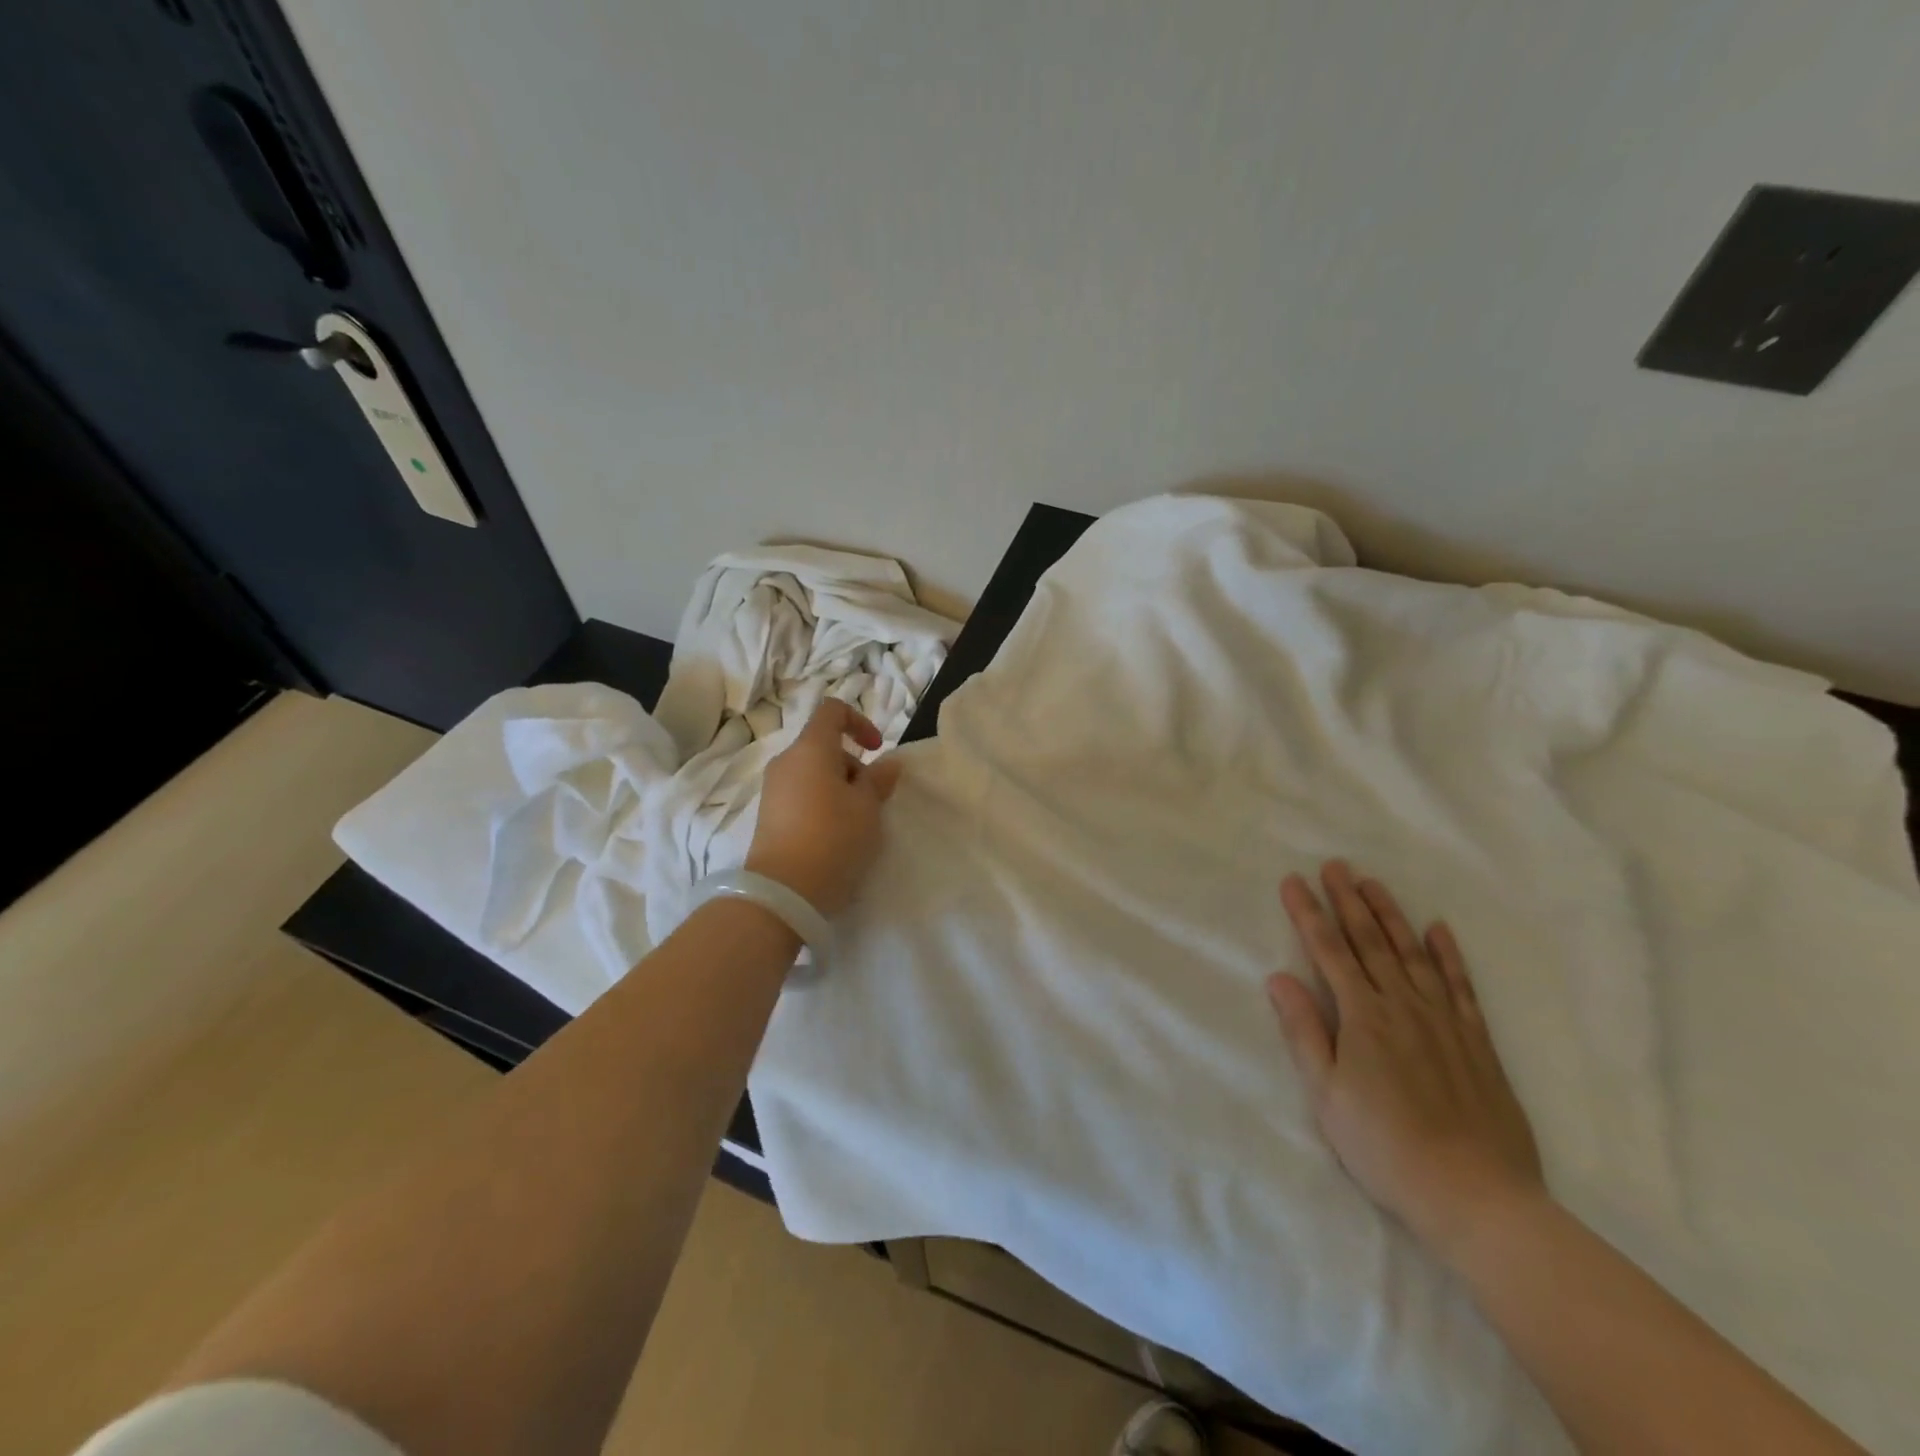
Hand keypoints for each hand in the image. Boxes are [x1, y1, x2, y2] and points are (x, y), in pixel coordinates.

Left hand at [745, 699, 902, 917]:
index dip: (859, 721)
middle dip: (853, 766)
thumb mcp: (868, 808)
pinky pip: (801, 795)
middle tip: (870, 801)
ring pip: (814, 773)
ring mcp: (773, 789)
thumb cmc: (833, 838)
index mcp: (810, 748)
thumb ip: (879, 780)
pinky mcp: (769, 816)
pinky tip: (834, 836)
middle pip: (824, 746)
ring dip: (839, 788)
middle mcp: (786, 762)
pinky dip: (821, 804)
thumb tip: (888, 763)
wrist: (784, 892)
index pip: (832, 711)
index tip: (876, 750)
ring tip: (855, 823)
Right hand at [1267, 861, 1544, 1260]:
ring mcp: (1444, 1021)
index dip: (1309, 914)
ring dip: (1390, 915)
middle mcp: (1403, 1006)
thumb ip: (1304, 1032)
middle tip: (1334, 865)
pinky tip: (1438, 929)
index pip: (1329, 951)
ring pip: (1413, 953)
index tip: (1294, 881)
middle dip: (1348, 900)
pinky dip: (1449, 954)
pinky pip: (1460, 985)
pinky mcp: (1476, 1041)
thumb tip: (1279, 977)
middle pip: (1370, 942)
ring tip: (1373, 883)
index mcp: (1363, 1017)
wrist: (1477, 1196)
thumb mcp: (1326, 1096)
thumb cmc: (1385, 1148)